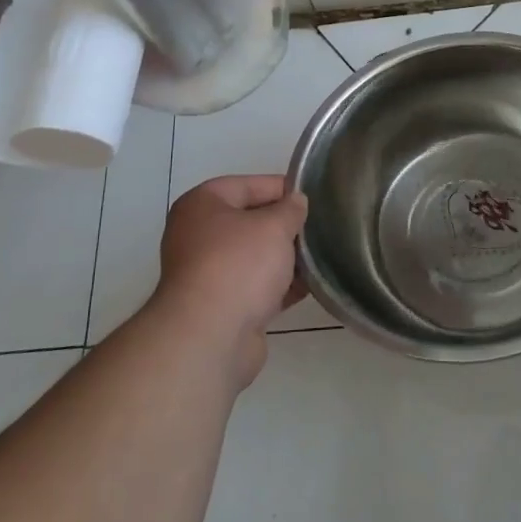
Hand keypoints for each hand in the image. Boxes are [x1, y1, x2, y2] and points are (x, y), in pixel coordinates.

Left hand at [153, 175, 307, 387]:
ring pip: (254, 257)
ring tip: (322, 254)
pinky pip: (256, 287)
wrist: (210, 336)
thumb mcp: (273, 226)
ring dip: (285, 257)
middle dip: (284, 225)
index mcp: (201, 205)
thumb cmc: (238, 265)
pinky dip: (280, 285)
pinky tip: (311, 285)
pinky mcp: (222, 306)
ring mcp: (208, 273)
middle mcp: (198, 235)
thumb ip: (290, 209)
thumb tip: (296, 202)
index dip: (281, 187)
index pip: (247, 185)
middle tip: (320, 226)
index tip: (313, 195)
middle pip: (250, 221)